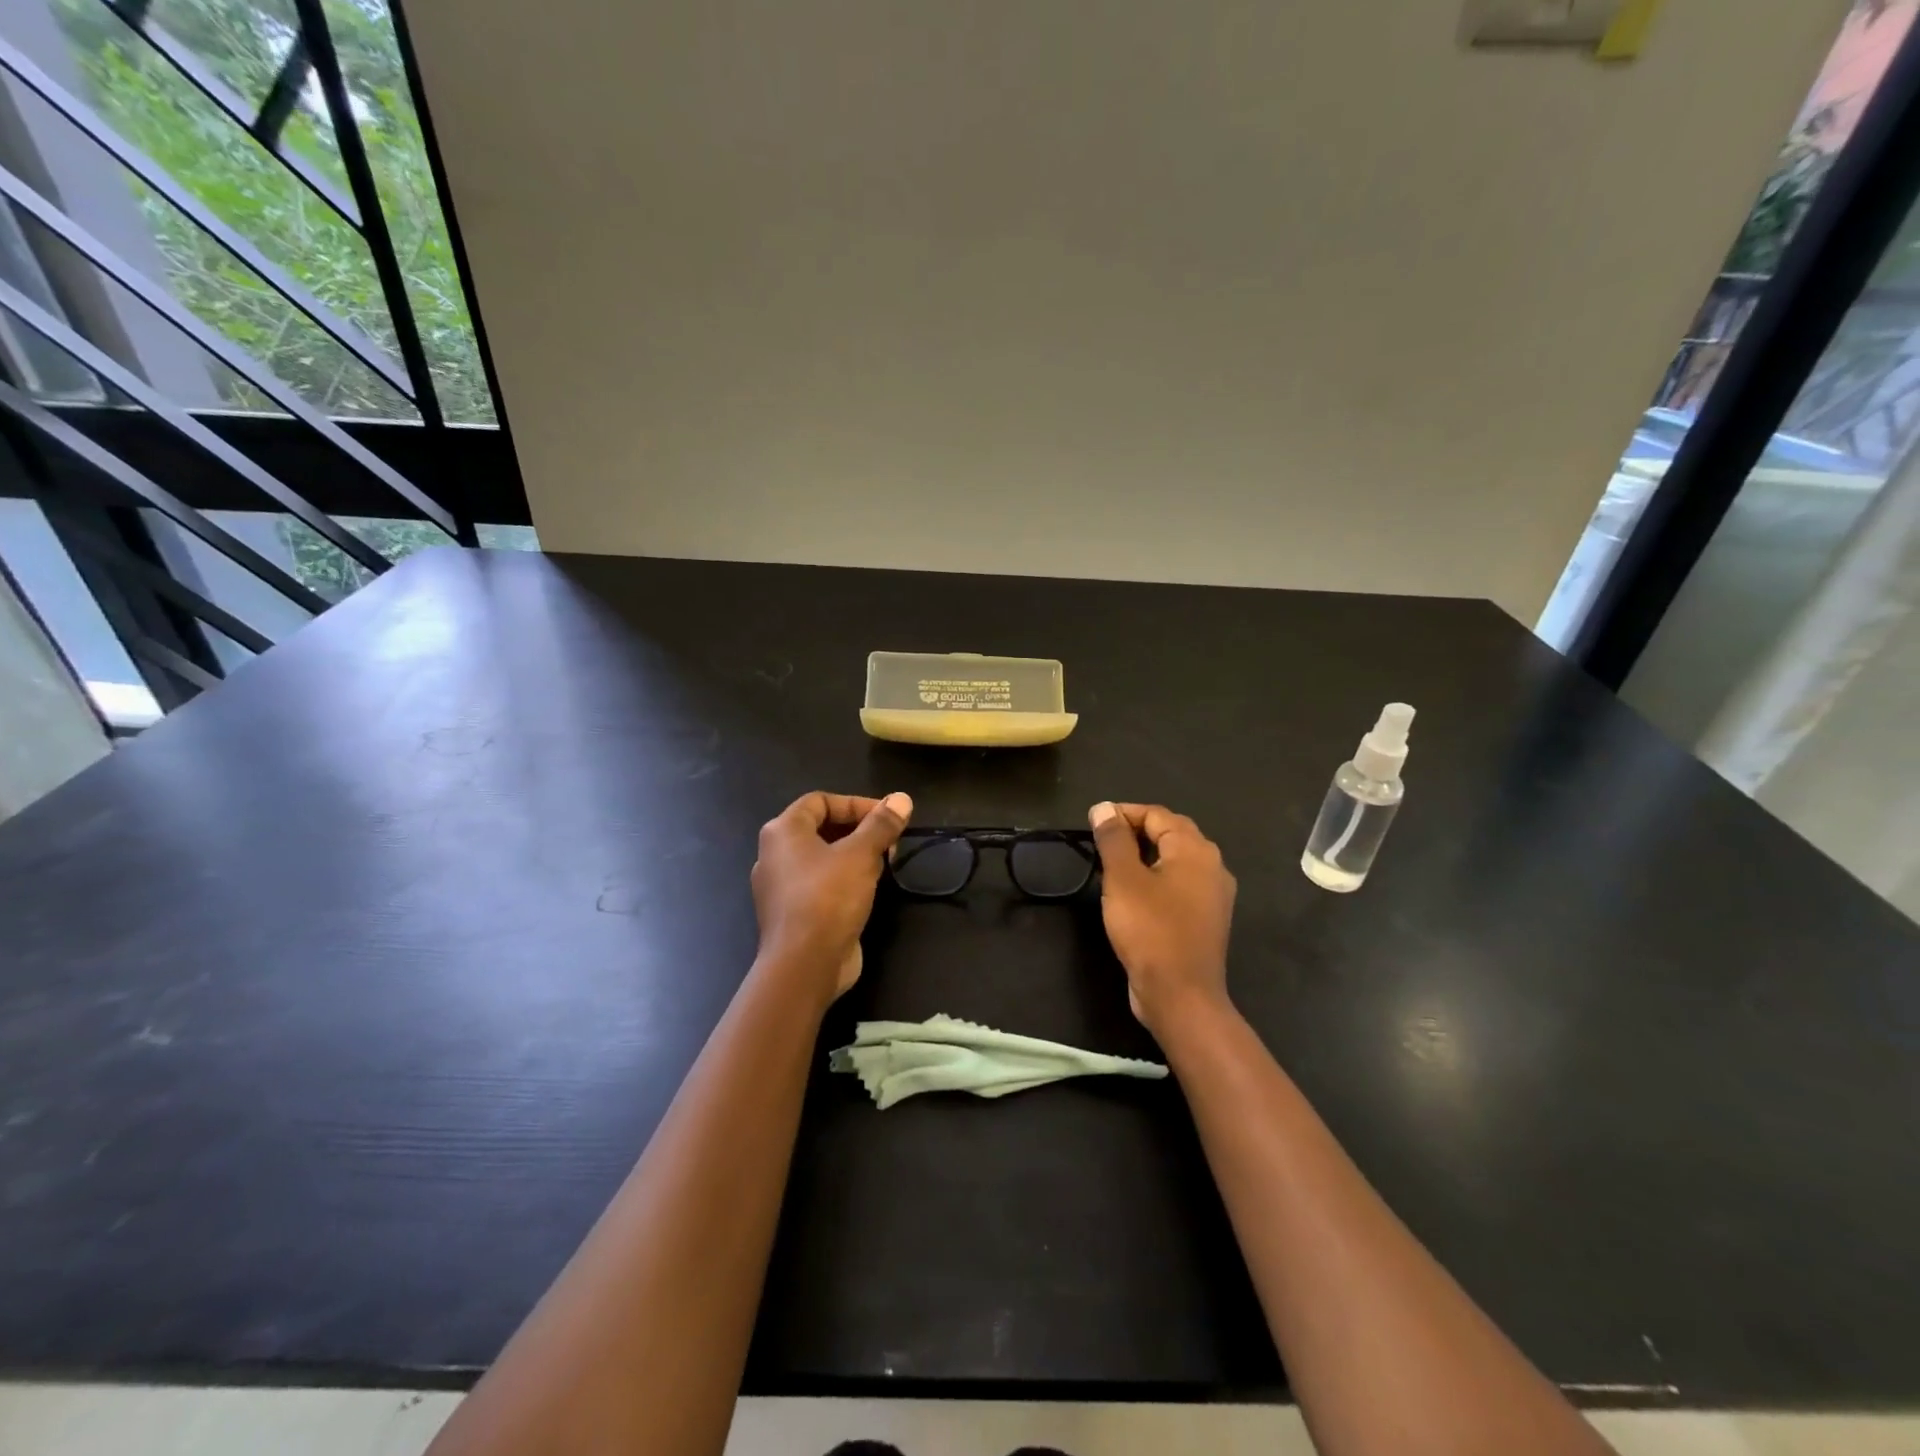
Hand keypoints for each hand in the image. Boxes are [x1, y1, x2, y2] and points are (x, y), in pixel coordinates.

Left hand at [752, 790, 912, 1001]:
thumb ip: (881, 824)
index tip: (887, 816)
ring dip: (855, 856)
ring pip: (823, 858)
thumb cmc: (828, 898)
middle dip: (859, 830)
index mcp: (782, 832)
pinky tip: (869, 890)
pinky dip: (845, 880)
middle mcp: (775, 855)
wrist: (804, 966)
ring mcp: (781, 887)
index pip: (820, 801)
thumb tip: (902, 798)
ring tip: (885, 863)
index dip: (856, 804)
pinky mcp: (793, 914)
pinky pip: (821, 885)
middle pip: (821, 828)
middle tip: (890, 840)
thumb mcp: (861, 854)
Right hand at [1088, 802, 1235, 1033]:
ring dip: (1145, 856)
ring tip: (1113, 864)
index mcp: (1195, 850)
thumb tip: (1103, 808)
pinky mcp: (1206, 919)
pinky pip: (1180, 885)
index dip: (1124, 813)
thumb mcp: (1123, 879)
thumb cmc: (1150, 930)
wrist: (1181, 995)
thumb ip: (1113, 839)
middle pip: (1171, 833)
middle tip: (1101, 841)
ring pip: (1176, 860)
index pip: (1157, 814)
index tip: (1093, 823)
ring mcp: (1213, 895)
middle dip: (1136, 831)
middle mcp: (1212, 866)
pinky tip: (1134, 893)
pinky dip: (1156, 879)